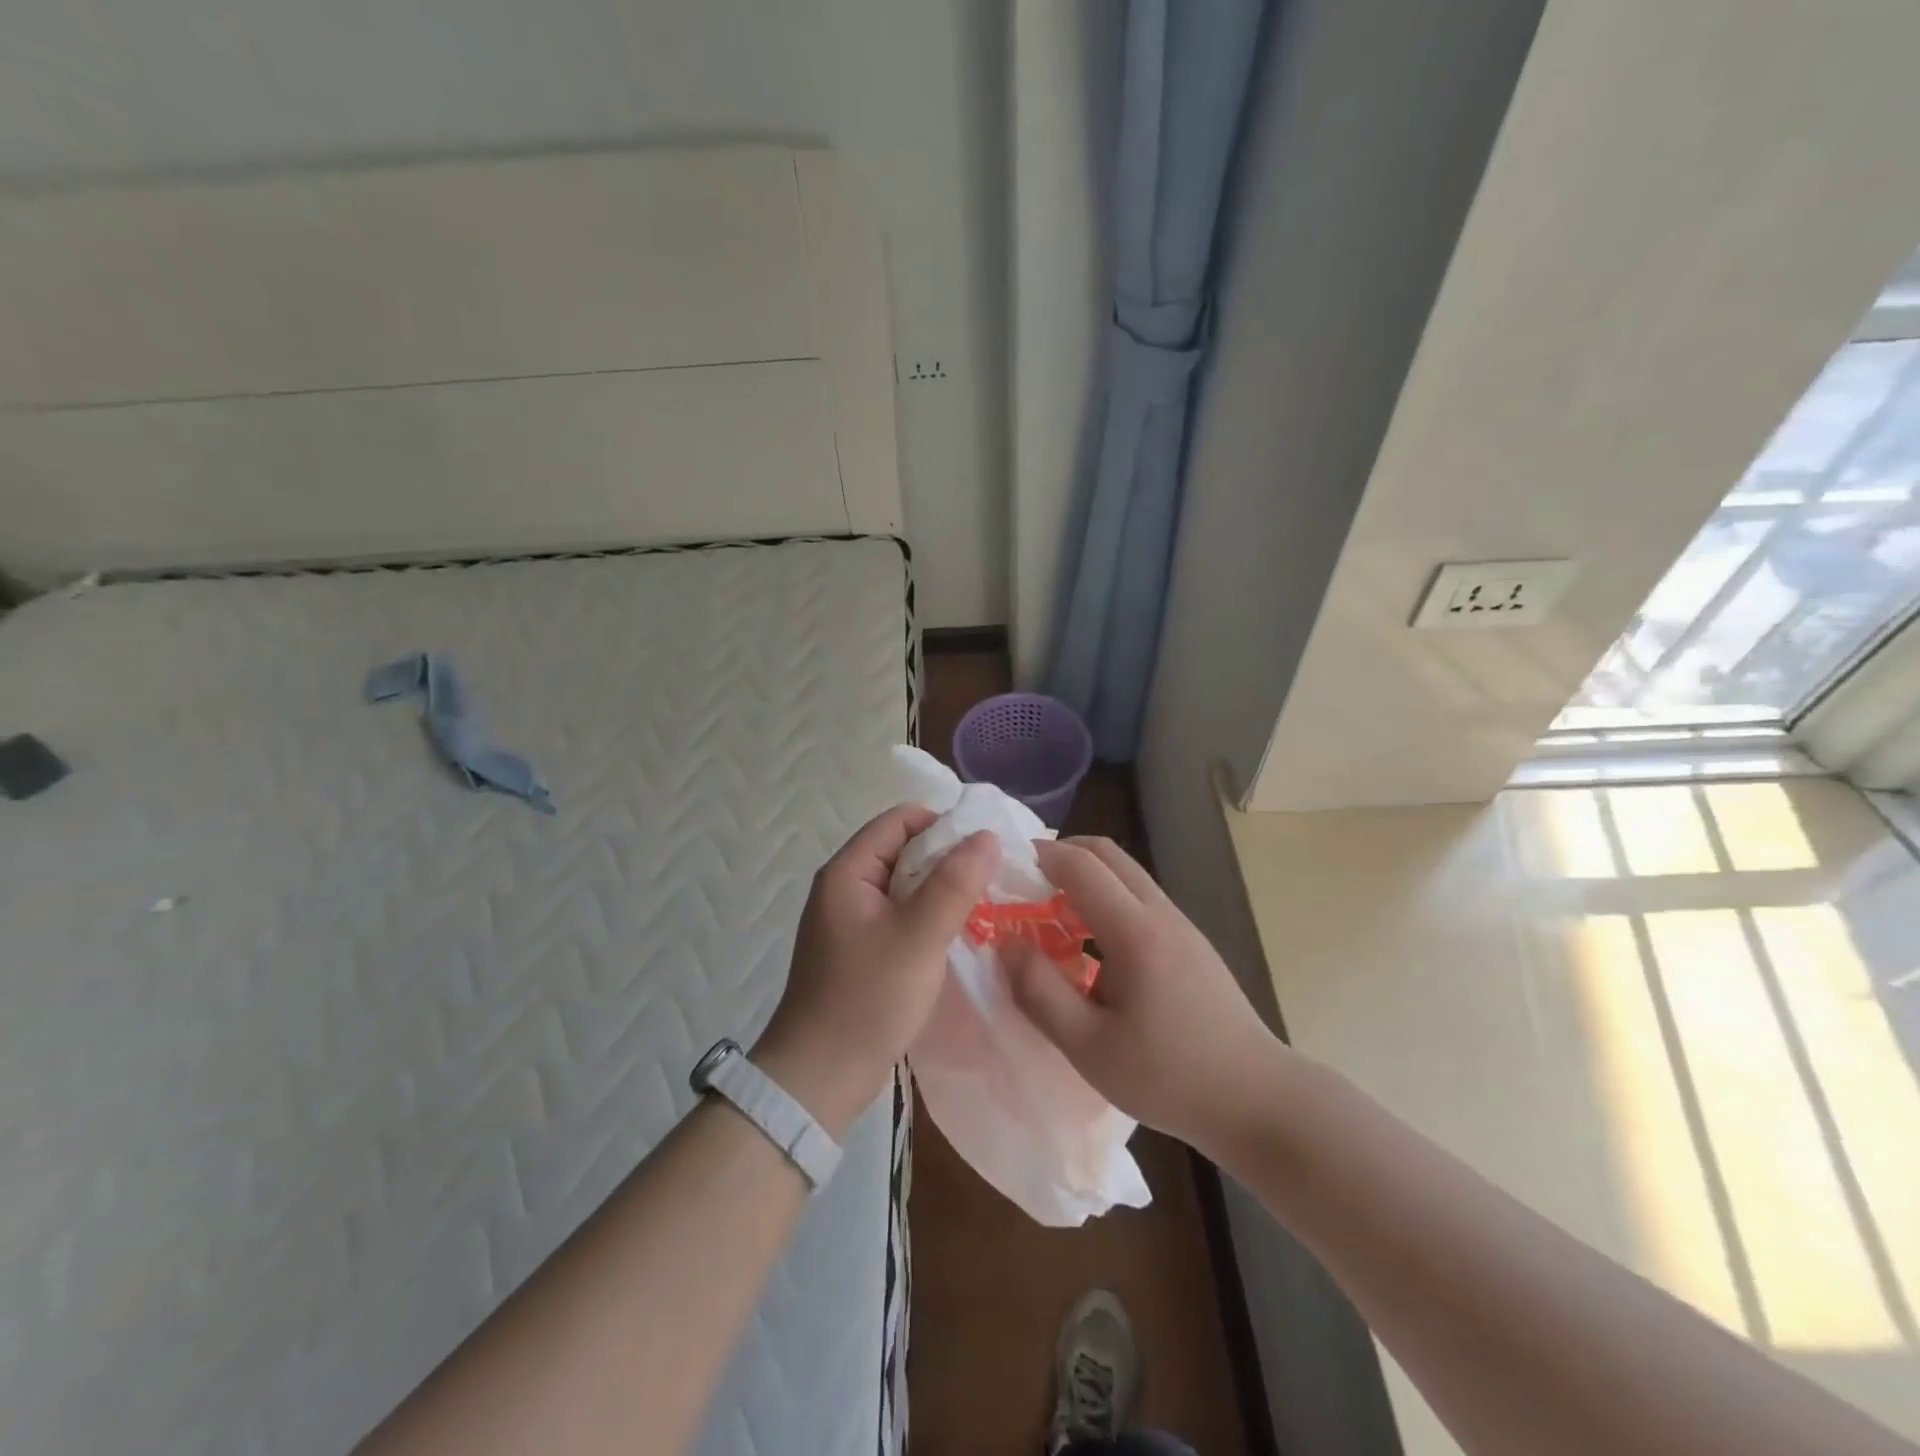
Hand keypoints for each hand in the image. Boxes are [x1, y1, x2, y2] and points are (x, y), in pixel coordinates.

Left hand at [754, 805, 998, 1136]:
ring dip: (941, 891)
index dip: (944, 826)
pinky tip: (957, 935)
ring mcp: (851, 920)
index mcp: (848, 872)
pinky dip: (929, 918)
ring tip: (982, 907)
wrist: (821, 1077)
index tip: (984, 852)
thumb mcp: (919, 936)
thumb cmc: (868, 999)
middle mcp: (845, 887)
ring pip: (906, 886)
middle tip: (990, 881)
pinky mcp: (860, 950)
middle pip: (903, 850)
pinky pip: (901, 916)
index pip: (900, 820)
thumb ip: (954, 883)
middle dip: (947, 860)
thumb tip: (987, 836)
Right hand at [1006, 836, 1276, 1152]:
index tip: (1003, 866)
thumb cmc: (1169, 1077)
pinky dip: (1106, 901)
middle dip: (1062, 855)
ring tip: (1050, 917)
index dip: (1039, 855)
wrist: (1258, 1099)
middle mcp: (1161, 914)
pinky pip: (1139, 901)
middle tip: (1025, 884)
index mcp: (1136, 931)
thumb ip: (1040, 991)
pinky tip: (1090, 948)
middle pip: (1108, 855)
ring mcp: (1181, 926)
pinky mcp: (1191, 944)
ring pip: (1126, 876)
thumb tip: (1007, 944)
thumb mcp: (1089, 1047)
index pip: (1081, 865)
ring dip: (1085, 879)